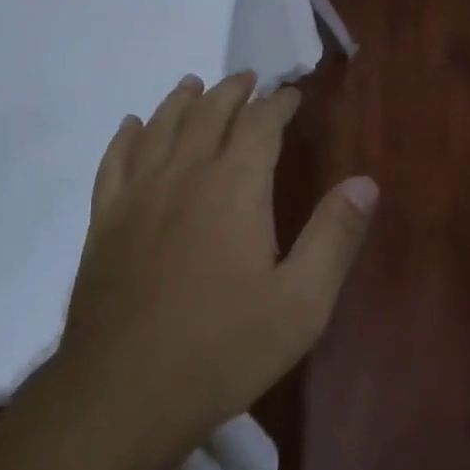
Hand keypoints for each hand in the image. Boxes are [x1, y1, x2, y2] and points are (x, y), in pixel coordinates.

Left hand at [56, 71, 378, 453]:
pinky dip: (126, 136)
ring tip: (193, 83)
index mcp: (234, 188)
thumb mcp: (300, 304)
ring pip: (161, 127)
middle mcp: (183, 174)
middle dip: (231, 91)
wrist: (124, 390)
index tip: (291, 93)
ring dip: (180, 100)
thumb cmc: (222, 349)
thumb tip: (365, 182)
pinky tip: (131, 126)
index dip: (278, 103)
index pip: (260, 125)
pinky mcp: (104, 220)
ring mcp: (137, 195)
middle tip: (247, 78)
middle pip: (208, 114)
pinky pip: (114, 161)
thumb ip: (334, 237)